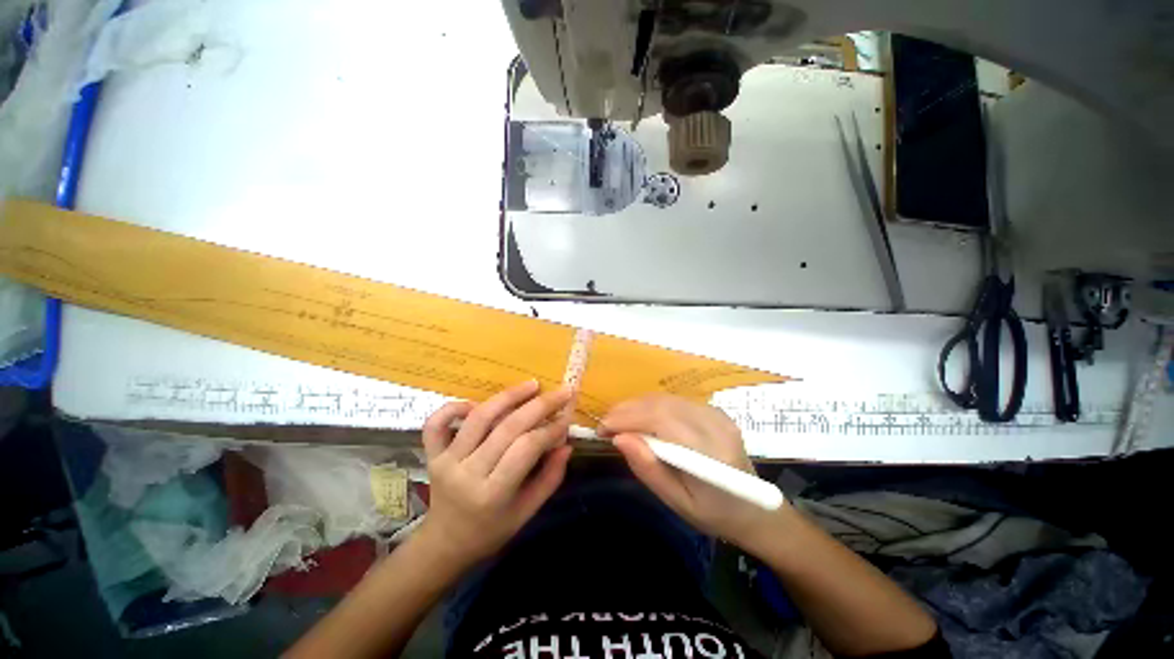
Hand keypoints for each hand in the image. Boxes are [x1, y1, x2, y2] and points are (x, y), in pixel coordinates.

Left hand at [415, 381, 572, 569]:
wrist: (444, 544)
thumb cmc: (491, 530)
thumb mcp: (527, 512)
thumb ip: (550, 478)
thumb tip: (566, 444)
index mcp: (493, 494)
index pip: (527, 448)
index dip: (550, 429)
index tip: (567, 418)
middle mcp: (467, 473)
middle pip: (508, 427)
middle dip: (540, 405)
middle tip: (561, 392)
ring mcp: (446, 461)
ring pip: (479, 417)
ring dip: (509, 396)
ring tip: (532, 385)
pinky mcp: (431, 454)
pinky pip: (436, 423)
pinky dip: (454, 406)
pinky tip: (476, 403)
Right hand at [603, 394, 774, 545]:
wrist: (758, 510)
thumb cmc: (716, 514)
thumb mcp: (678, 503)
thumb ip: (649, 469)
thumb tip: (619, 438)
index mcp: (709, 451)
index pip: (660, 419)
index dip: (627, 418)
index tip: (602, 429)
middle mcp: (714, 424)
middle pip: (661, 403)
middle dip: (627, 409)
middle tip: (605, 424)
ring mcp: (716, 413)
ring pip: (665, 398)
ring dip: (636, 405)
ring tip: (617, 420)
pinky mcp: (714, 410)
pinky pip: (674, 401)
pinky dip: (651, 405)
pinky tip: (640, 418)